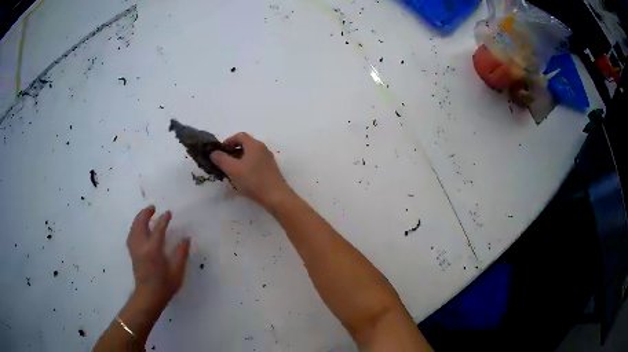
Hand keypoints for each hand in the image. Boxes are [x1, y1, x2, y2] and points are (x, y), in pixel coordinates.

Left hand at [127, 206, 189, 309]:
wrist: (148, 296)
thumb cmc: (164, 285)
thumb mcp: (177, 272)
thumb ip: (181, 254)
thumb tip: (186, 239)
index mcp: (153, 250)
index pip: (158, 229)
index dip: (164, 219)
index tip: (168, 213)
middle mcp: (142, 246)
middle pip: (140, 223)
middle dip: (146, 213)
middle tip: (153, 207)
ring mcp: (135, 249)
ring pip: (134, 227)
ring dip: (139, 218)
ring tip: (145, 214)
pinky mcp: (132, 252)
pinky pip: (131, 234)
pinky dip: (134, 227)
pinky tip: (138, 228)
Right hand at [210, 132, 291, 209]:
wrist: (276, 196)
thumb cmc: (253, 180)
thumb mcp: (233, 169)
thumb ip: (221, 159)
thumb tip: (213, 152)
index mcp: (254, 145)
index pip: (239, 136)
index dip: (228, 141)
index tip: (220, 151)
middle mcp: (262, 148)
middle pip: (245, 145)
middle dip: (232, 151)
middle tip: (223, 162)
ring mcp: (268, 159)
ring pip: (250, 155)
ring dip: (239, 160)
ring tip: (231, 171)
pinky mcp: (270, 169)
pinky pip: (255, 162)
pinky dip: (246, 166)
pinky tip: (242, 178)